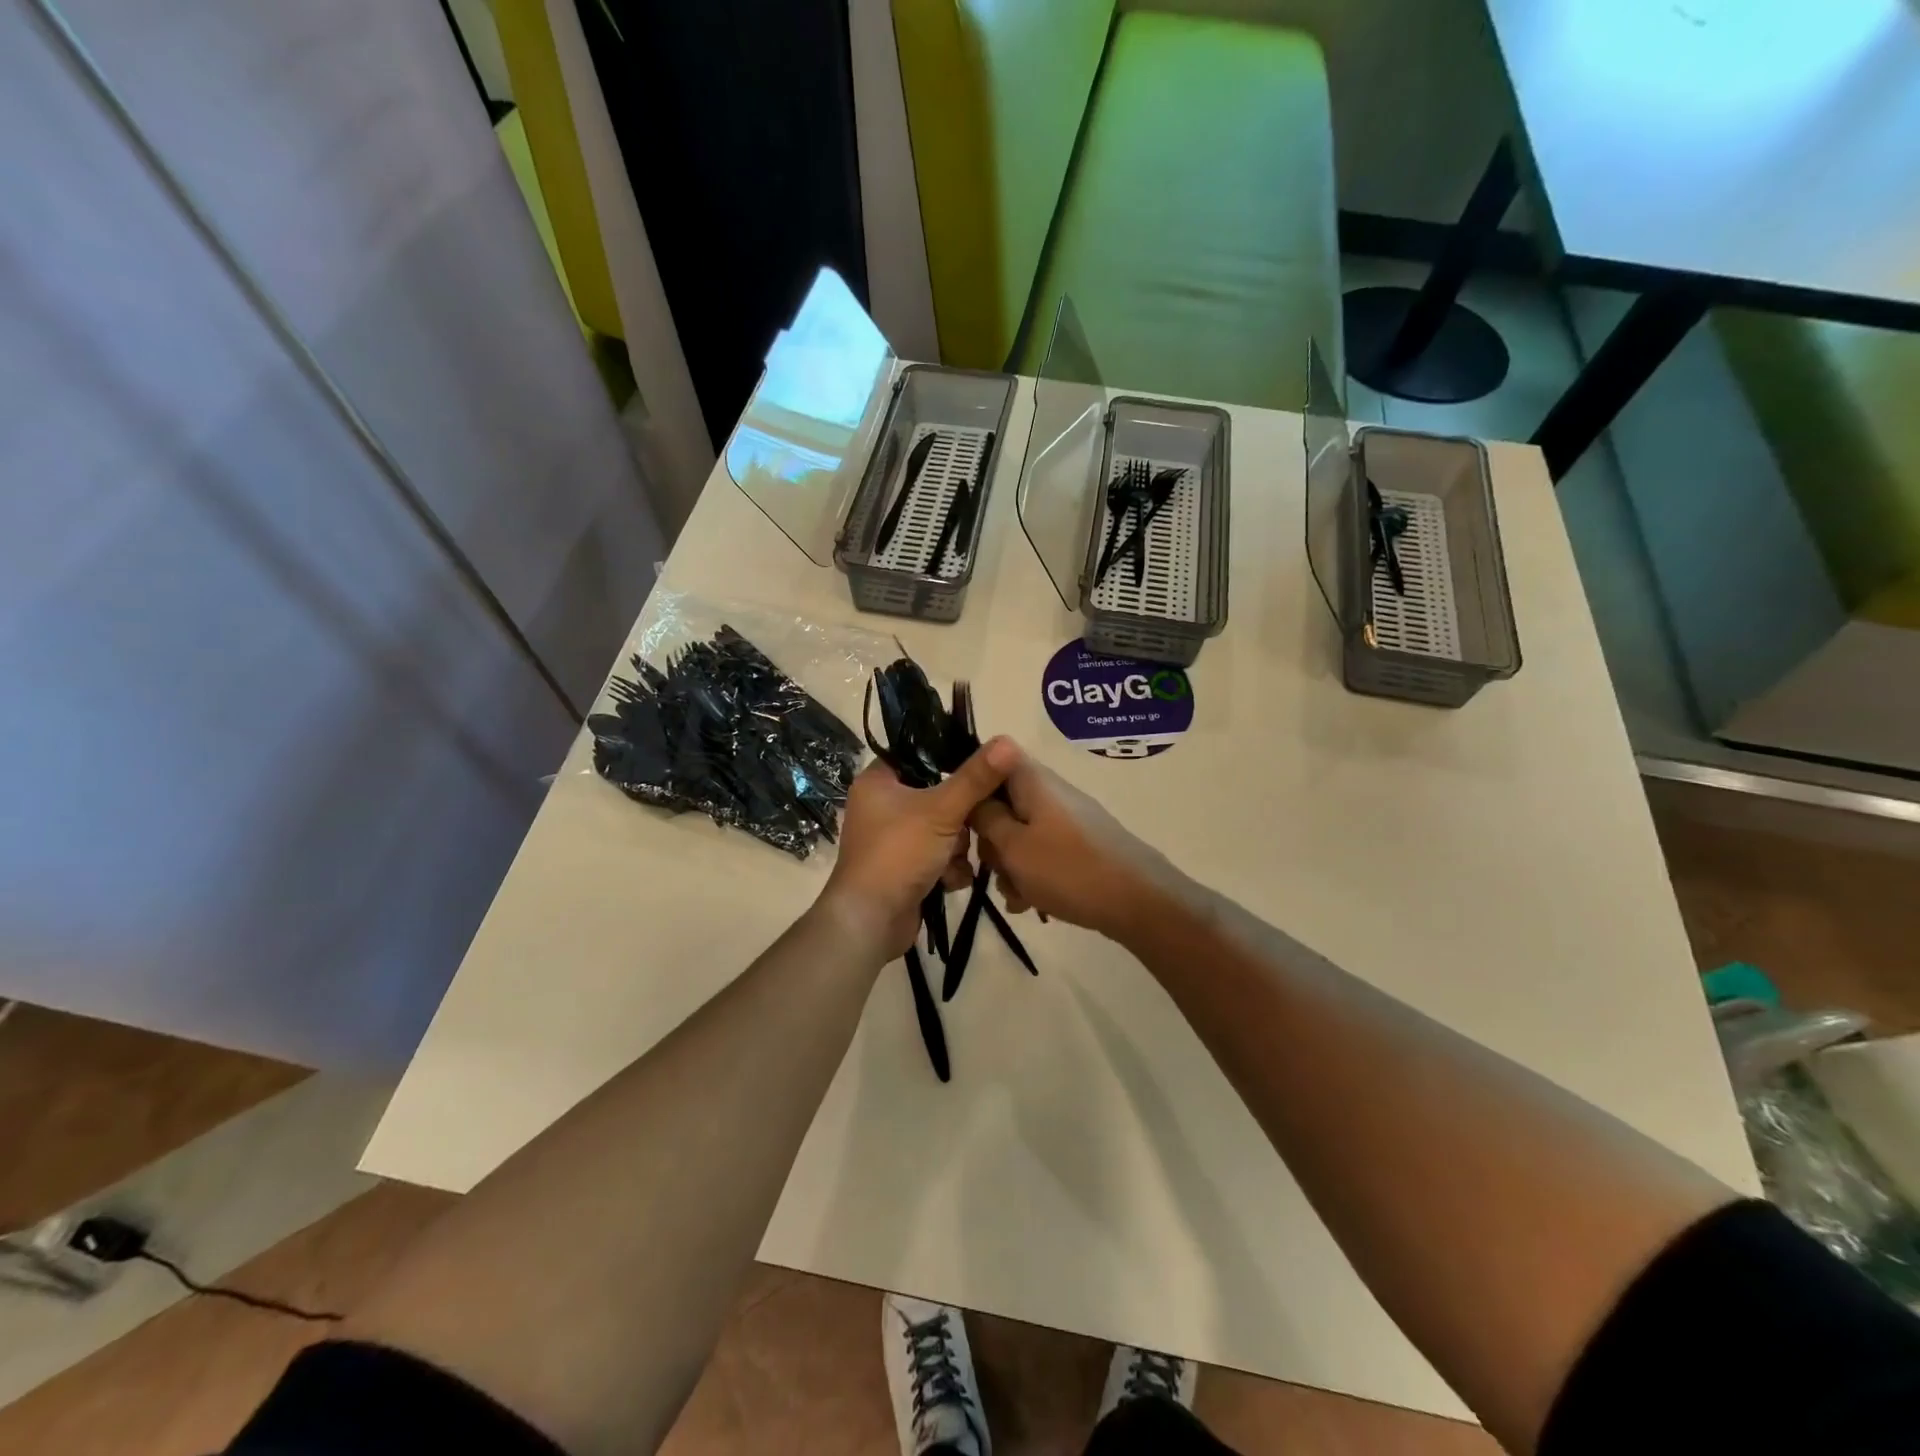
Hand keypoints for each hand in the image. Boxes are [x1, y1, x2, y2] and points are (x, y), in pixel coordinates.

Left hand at [817, 738, 1017, 960]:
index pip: (920, 755)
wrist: (870, 921)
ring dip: (957, 848)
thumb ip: (976, 777)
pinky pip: (938, 856)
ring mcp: (893, 839)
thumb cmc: (898, 854)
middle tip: (970, 826)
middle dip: (961, 818)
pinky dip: (948, 869)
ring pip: (944, 829)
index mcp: (878, 781)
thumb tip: (1007, 741)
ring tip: (955, 861)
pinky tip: (950, 881)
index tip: (981, 770)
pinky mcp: (904, 868)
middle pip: (939, 795)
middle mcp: (882, 806)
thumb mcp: (942, 810)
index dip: (951, 759)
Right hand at [970, 742, 1182, 943]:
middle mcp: (1050, 790)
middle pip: (1003, 801)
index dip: (971, 785)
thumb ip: (985, 818)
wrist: (1140, 901)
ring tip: (1017, 896)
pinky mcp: (1080, 843)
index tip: (962, 821)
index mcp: (1032, 779)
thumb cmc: (1068, 870)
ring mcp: (1067, 817)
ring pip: (1021, 832)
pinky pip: (1042, 850)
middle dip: (990, 838)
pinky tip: (1033, 903)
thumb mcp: (1013, 847)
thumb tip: (972, 798)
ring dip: (1010, 863)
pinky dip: (1033, 873)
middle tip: (992, 868)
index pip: (991, 758)